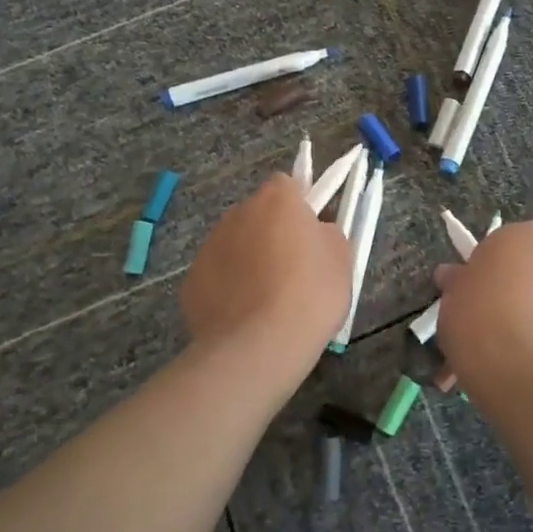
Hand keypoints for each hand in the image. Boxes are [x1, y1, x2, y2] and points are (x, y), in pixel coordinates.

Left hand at [180, 175, 351, 367]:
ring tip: (267, 299)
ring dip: (248, 260)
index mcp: (276, 200)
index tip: (308, 233)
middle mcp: (237, 213)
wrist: (259, 346)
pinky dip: (228, 289)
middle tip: (292, 268)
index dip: (298, 206)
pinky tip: (244, 317)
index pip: (286, 185)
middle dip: (271, 233)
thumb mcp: (341, 259)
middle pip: (257, 214)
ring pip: (234, 244)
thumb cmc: (309, 294)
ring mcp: (209, 246)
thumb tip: (315, 233)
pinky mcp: (191, 281)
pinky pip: (216, 276)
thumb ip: (327, 234)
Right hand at [434, 222, 532, 392]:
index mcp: (521, 237)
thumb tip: (452, 275)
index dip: (481, 276)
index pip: (497, 248)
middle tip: (489, 329)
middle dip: (512, 295)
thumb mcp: (450, 302)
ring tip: (513, 359)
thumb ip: (456, 284)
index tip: (470, 302)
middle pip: (529, 272)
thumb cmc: (481, 325)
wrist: (530, 379)